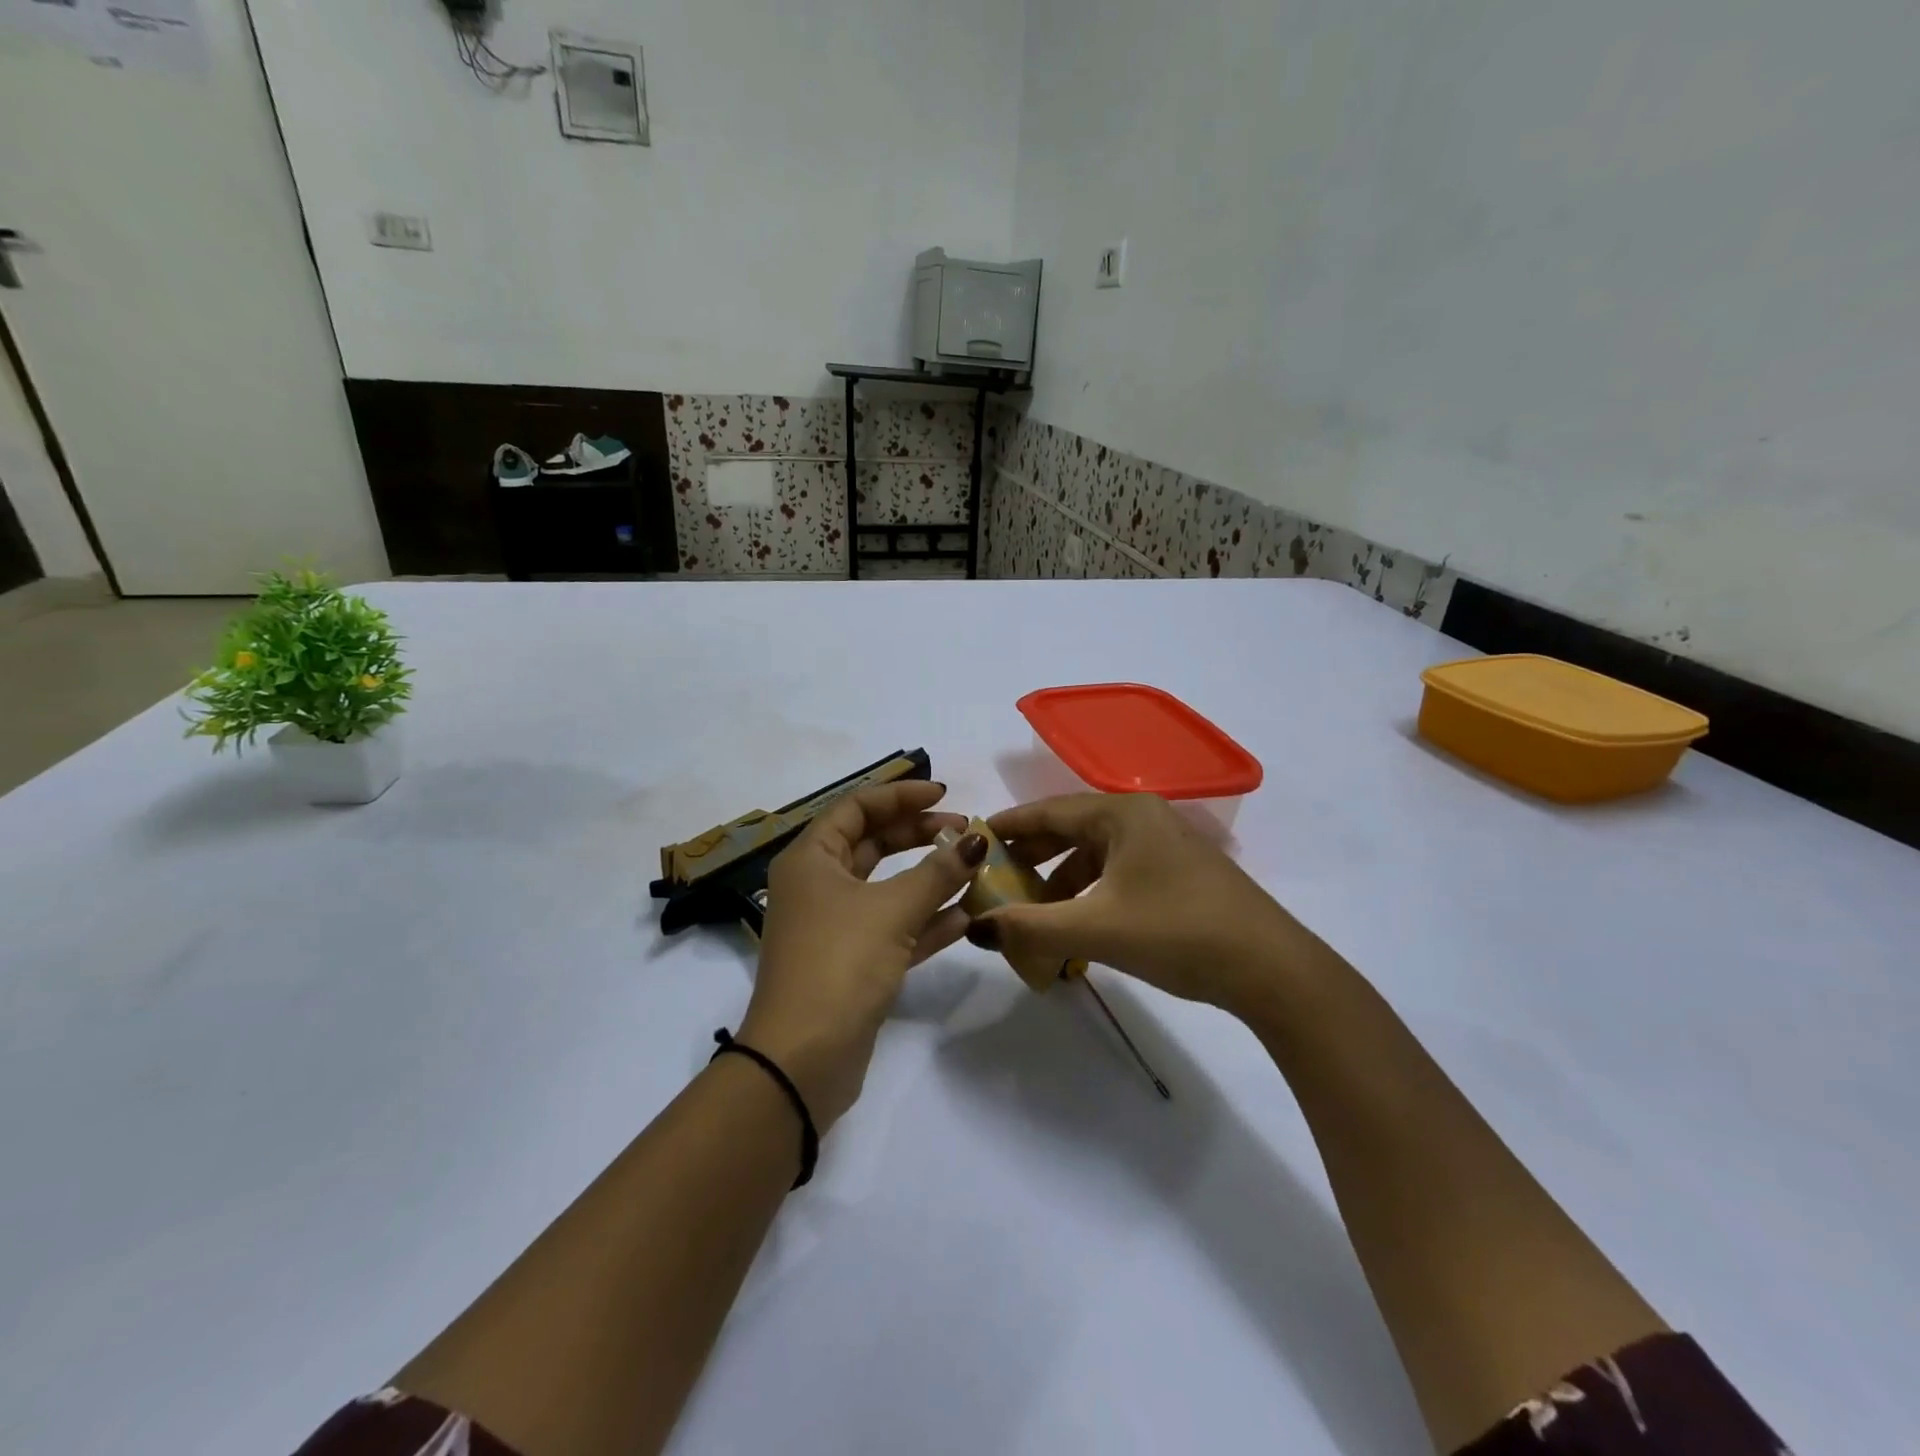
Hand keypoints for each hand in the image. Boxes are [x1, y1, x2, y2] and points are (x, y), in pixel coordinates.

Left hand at [741, 781, 987, 1129]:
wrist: (802, 1059)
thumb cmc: (839, 963)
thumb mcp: (892, 910)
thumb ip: (937, 872)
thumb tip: (976, 841)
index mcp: (811, 859)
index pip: (857, 807)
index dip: (900, 795)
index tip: (944, 795)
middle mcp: (818, 886)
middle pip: (872, 844)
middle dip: (919, 835)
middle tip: (966, 832)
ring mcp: (834, 926)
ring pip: (887, 888)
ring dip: (929, 878)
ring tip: (974, 870)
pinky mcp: (852, 963)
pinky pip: (893, 928)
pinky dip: (926, 920)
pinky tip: (966, 916)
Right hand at [973, 794, 1308, 1015]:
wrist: (1270, 970)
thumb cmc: (1177, 932)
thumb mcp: (1095, 929)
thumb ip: (1029, 927)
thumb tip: (976, 927)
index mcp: (1122, 814)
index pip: (1049, 811)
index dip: (1009, 826)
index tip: (973, 840)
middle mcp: (1142, 819)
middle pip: (1070, 830)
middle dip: (1032, 858)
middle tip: (995, 881)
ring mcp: (1163, 846)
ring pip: (1094, 856)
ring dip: (1060, 883)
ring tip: (1033, 916)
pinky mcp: (1177, 874)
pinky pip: (1116, 874)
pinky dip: (1089, 896)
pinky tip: (1077, 928)